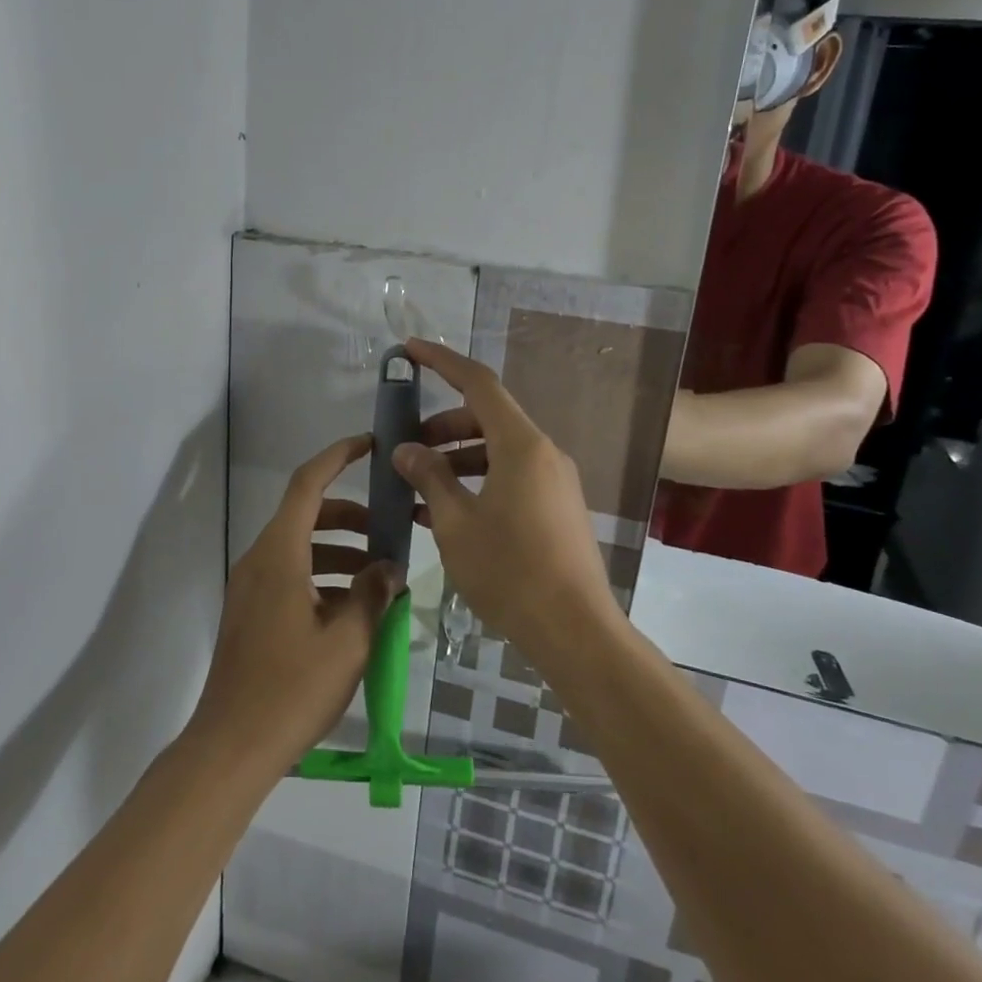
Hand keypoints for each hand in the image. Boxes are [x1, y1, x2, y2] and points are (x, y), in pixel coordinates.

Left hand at [187, 434, 401, 774]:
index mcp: (279, 554)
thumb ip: (373, 594)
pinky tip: (354, 607)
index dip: (338, 457)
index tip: (370, 446)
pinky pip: (291, 573)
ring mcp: (251, 586)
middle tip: (389, 530)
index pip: (307, 483)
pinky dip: (323, 574)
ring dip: (340, 549)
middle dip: (350, 515)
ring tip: (380, 575)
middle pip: (306, 514)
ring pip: (300, 546)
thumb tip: (390, 566)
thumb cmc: (292, 688)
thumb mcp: (348, 641)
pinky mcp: (251, 611)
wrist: (231, 746)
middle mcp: (260, 559)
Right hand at [391, 339, 619, 653]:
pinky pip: (512, 478)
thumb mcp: (457, 523)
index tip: (410, 350)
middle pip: (487, 419)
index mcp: (521, 445)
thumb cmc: (510, 571)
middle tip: (406, 448)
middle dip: (443, 426)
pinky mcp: (557, 508)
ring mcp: (554, 482)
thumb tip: (406, 450)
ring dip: (457, 459)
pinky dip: (478, 482)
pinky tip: (448, 513)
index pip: (477, 383)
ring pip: (498, 451)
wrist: (575, 631)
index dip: (442, 361)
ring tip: (420, 487)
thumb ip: (429, 478)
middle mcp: (543, 453)